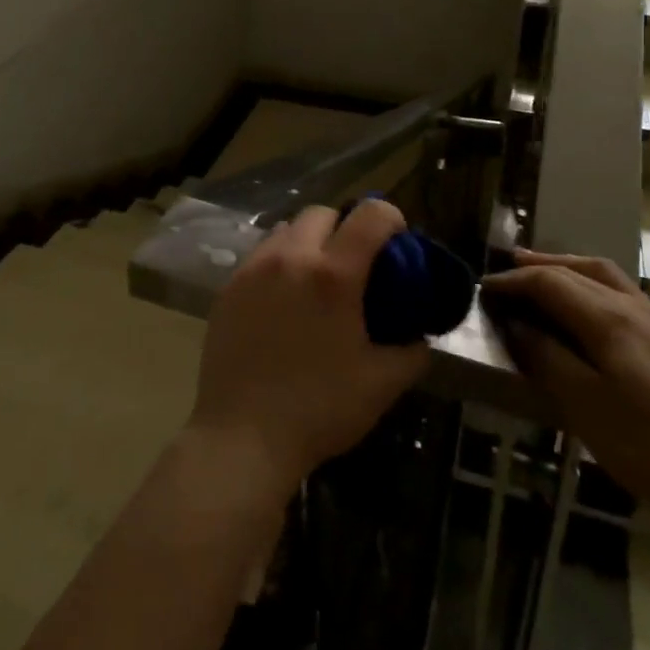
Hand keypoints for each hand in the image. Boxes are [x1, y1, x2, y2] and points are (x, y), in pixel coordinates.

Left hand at [188, 200, 430, 491]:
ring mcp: (253, 269)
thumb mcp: (381, 385)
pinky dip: (279, 261)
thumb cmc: (318, 409)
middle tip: (355, 262)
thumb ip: (411, 352)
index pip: (370, 216)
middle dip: (345, 227)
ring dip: (308, 241)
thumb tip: (420, 336)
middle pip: (322, 213)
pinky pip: (260, 255)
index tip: (397, 240)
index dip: (390, 218)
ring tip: (316, 279)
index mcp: (333, 274)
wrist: (242, 436)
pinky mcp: (229, 286)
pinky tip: (283, 300)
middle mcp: (291, 257)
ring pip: (286, 229)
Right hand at [481, 252, 649, 533]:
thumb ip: (545, 356)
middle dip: (536, 267)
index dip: (513, 281)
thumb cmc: (648, 446)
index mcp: (609, 319)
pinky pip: (619, 291)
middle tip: (504, 273)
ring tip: (539, 274)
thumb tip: (516, 323)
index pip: (549, 282)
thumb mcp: (584, 404)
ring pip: (602, 274)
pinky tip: (582, 306)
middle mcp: (633, 306)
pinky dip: (589, 283)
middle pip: (576, 269)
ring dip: (565, 268)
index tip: (484, 290)